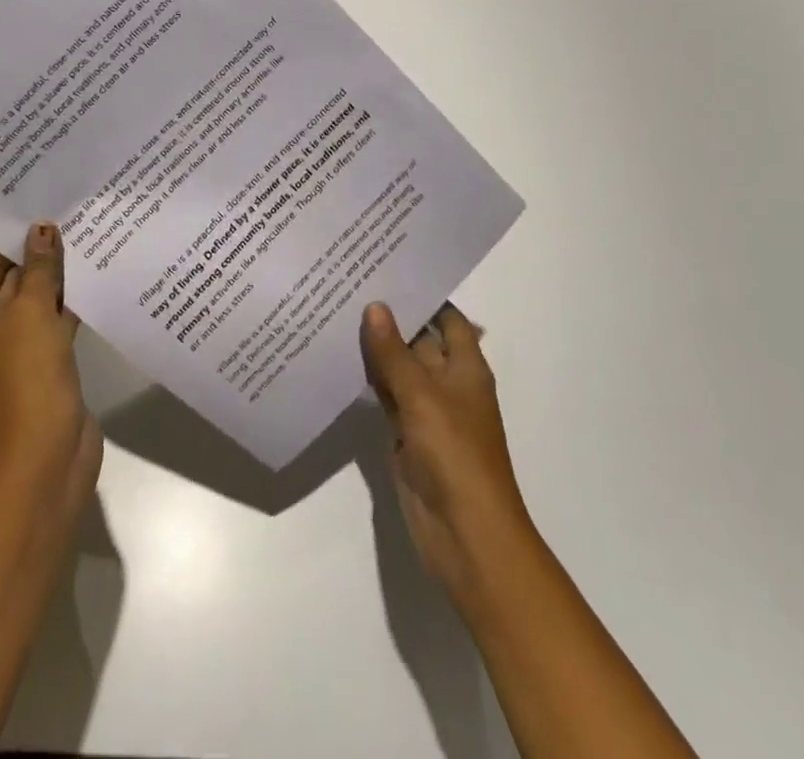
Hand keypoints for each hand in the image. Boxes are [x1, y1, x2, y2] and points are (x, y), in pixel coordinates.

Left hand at [0, 223, 100, 516]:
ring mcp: (8, 353)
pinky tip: (94, 277)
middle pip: (10, 281)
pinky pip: (50, 324)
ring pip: (33, 302)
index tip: (45, 205)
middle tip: (72, 215)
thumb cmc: (25, 373)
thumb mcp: (32, 309)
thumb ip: (39, 266)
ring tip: (88, 238)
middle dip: (41, 255)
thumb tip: (42, 229)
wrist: (46, 453)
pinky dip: (67, 304)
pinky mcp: (38, 366)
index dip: (16, 236)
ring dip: (58, 278)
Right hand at [361, 301, 532, 598]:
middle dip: (391, 318)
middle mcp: (448, 383)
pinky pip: (386, 397)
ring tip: (337, 310)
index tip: (387, 268)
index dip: (423, 295)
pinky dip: (369, 380)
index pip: (446, 317)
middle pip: (419, 340)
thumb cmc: (455, 454)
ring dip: (376, 348)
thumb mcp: (422, 395)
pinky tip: (339, 358)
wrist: (465, 534)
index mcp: (466, 366)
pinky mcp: (406, 435)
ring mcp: (426, 410)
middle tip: (349, 283)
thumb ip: (394, 352)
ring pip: (399, 369)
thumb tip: (375, 306)